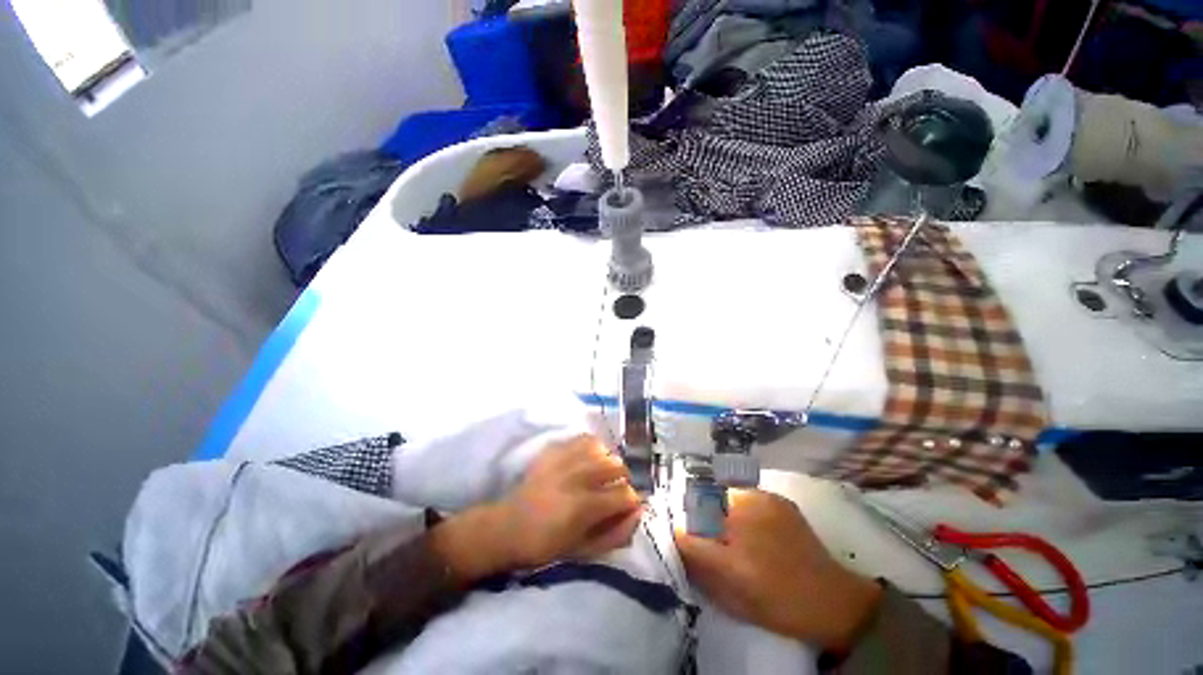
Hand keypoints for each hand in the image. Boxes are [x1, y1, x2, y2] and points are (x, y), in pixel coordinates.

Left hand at [432, 435, 641, 581]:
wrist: (509, 526)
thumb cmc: (547, 545)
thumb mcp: (584, 550)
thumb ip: (616, 533)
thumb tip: (639, 511)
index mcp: (584, 507)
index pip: (625, 494)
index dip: (631, 502)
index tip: (625, 507)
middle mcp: (577, 477)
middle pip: (618, 465)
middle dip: (621, 479)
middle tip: (612, 490)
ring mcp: (564, 459)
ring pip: (603, 449)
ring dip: (608, 462)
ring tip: (601, 474)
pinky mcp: (555, 449)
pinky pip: (584, 438)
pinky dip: (593, 447)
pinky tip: (589, 459)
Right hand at [674, 489, 881, 650]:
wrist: (833, 596)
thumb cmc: (781, 609)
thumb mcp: (734, 603)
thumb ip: (701, 572)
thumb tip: (679, 544)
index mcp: (734, 561)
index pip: (686, 536)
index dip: (678, 534)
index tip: (678, 534)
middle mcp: (744, 525)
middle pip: (700, 508)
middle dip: (694, 515)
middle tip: (699, 526)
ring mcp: (761, 505)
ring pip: (719, 495)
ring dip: (715, 507)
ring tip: (726, 522)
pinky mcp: (774, 498)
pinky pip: (741, 493)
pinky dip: (737, 504)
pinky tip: (748, 519)